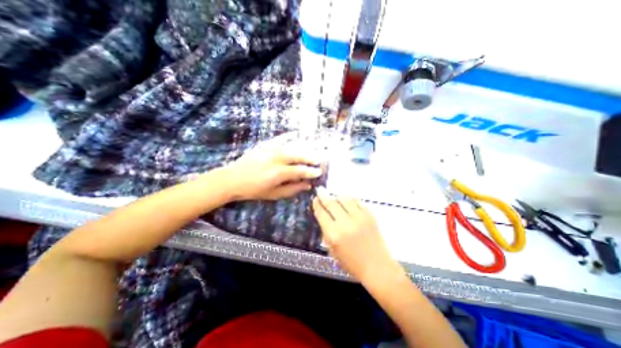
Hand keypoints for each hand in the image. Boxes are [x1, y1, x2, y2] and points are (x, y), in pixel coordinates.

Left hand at [221, 140, 321, 202]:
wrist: (232, 179)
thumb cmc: (254, 190)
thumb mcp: (274, 194)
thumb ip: (292, 189)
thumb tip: (307, 185)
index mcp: (279, 173)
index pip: (300, 171)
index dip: (311, 172)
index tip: (319, 172)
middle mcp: (276, 159)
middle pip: (298, 156)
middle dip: (311, 157)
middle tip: (320, 159)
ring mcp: (270, 150)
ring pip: (291, 146)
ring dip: (304, 147)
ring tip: (313, 149)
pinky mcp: (264, 145)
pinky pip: (279, 139)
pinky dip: (288, 136)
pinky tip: (295, 134)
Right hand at [311, 189, 402, 283]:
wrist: (377, 267)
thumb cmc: (353, 263)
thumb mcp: (333, 251)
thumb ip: (327, 233)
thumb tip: (323, 217)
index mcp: (334, 234)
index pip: (321, 214)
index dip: (317, 205)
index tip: (315, 199)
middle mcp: (346, 223)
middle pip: (331, 203)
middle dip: (324, 195)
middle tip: (320, 190)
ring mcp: (359, 217)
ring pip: (344, 199)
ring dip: (337, 196)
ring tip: (334, 197)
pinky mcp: (370, 215)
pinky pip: (357, 201)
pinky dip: (350, 199)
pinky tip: (347, 201)